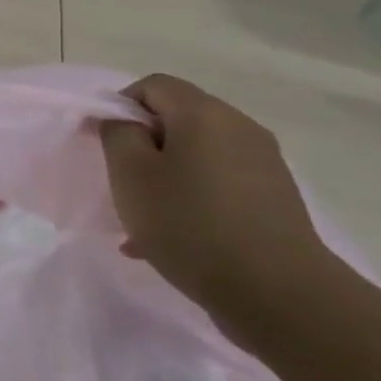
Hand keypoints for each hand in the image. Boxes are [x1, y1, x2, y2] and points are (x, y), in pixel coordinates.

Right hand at [98, 75, 326, 310]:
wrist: (279, 294)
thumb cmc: (189, 223)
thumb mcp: (130, 174)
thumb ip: (118, 134)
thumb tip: (124, 121)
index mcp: (205, 114)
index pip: (153, 85)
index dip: (119, 106)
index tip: (100, 144)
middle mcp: (241, 129)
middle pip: (177, 119)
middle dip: (141, 145)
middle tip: (119, 182)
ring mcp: (264, 165)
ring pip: (196, 156)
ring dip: (163, 176)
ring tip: (142, 218)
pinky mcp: (274, 200)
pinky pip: (217, 184)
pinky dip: (189, 199)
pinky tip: (170, 238)